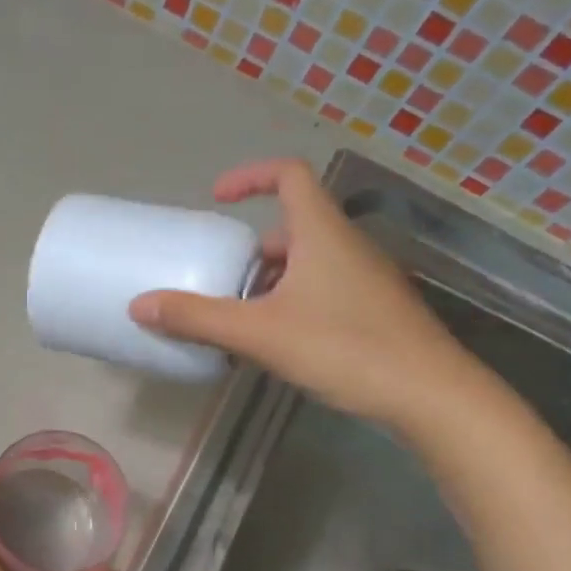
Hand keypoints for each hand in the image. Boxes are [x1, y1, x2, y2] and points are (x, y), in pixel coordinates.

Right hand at [129, 158, 483, 427]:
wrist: (430, 395)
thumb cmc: (344, 348)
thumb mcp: (260, 334)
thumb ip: (199, 319)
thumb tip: (140, 305)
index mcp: (322, 233)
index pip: (288, 175)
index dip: (250, 176)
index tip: (216, 198)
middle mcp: (347, 246)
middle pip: (293, 227)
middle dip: (251, 251)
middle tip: (220, 279)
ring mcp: (366, 279)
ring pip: (308, 264)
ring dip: (269, 282)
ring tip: (240, 319)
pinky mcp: (375, 311)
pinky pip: (323, 291)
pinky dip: (292, 303)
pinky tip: (277, 345)